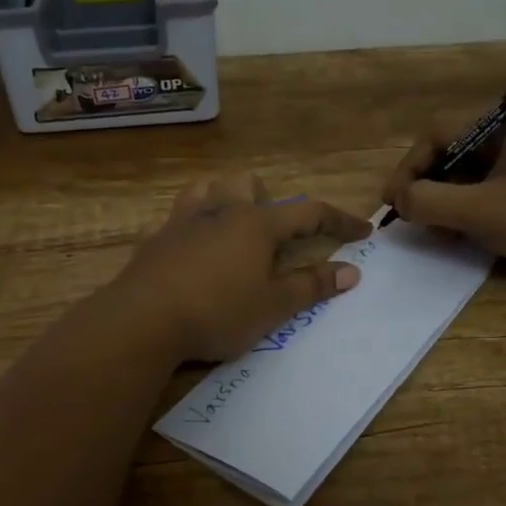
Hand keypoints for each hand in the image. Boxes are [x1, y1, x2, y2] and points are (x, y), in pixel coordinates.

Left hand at [111, 175, 369, 361]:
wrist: (143, 321)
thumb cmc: (218, 312)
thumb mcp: (273, 306)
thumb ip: (312, 285)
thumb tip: (351, 271)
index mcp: (256, 224)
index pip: (309, 213)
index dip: (339, 221)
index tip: (362, 231)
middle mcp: (221, 211)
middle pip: (248, 184)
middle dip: (268, 201)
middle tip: (273, 238)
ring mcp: (184, 222)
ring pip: (209, 190)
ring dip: (226, 201)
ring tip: (232, 232)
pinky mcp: (156, 239)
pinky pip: (180, 217)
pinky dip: (195, 227)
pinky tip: (194, 255)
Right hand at [381, 113, 505, 280]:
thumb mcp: (479, 210)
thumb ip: (430, 201)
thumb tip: (400, 200)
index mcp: (504, 127)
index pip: (438, 133)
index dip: (409, 166)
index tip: (393, 200)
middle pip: (451, 153)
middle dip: (425, 185)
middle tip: (410, 215)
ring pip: (466, 175)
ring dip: (443, 201)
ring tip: (433, 230)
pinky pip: (485, 193)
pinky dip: (465, 211)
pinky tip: (458, 235)